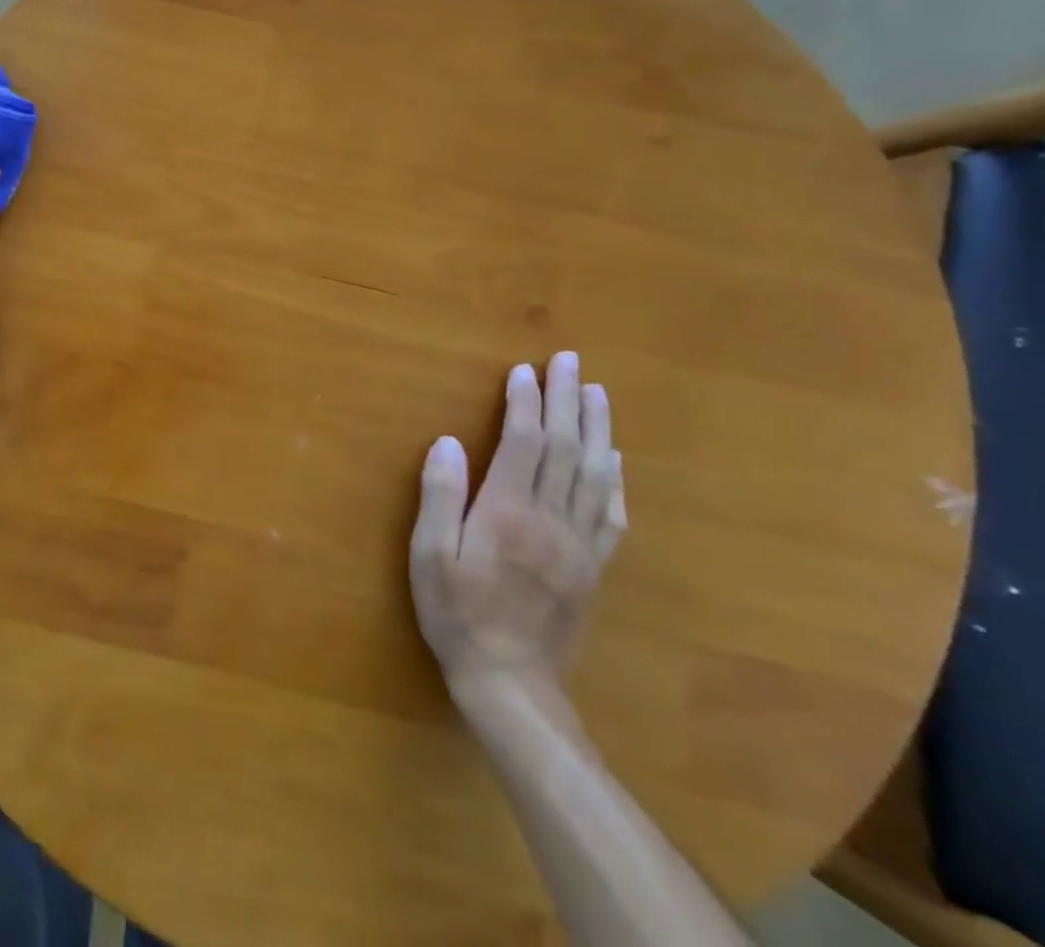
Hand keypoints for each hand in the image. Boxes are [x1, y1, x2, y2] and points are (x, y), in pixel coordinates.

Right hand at [409, 353, 626, 709]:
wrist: (510, 682)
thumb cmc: (456, 612)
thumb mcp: (429, 554)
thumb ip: (440, 496)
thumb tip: (448, 442)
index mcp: (506, 511)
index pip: (522, 443)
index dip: (524, 403)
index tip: (523, 370)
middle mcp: (549, 518)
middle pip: (565, 448)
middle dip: (567, 400)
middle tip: (570, 362)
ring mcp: (578, 543)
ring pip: (594, 473)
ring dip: (597, 427)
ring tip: (597, 392)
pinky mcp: (592, 566)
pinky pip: (610, 514)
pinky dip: (614, 478)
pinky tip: (614, 458)